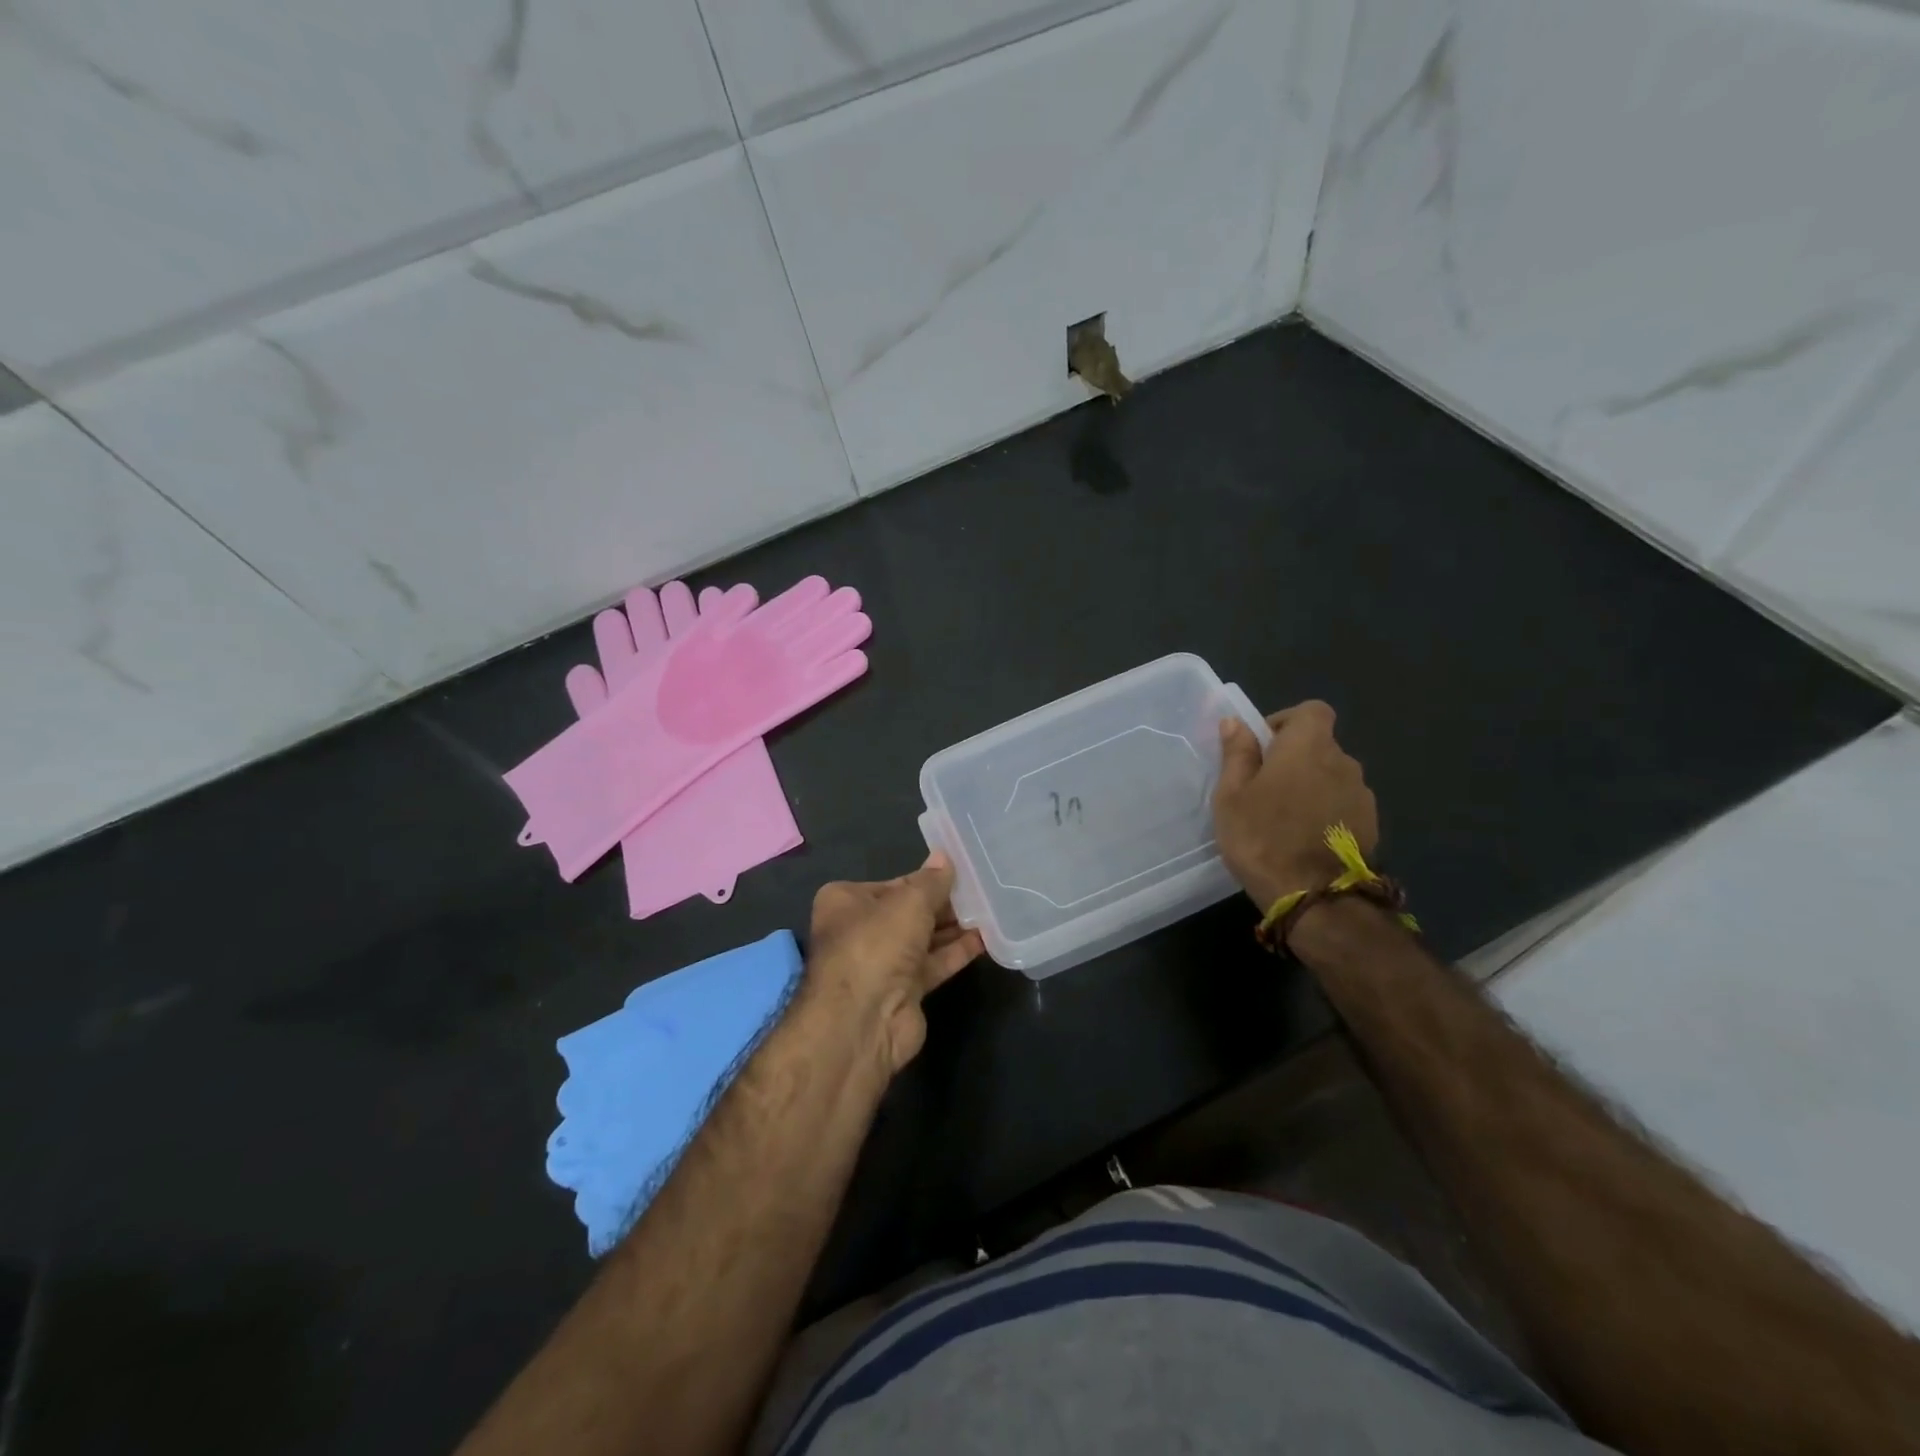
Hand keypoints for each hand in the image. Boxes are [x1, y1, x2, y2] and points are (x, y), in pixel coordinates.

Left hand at [802, 854, 984, 1074]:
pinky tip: (985, 939)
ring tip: (989, 909)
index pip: (894, 883)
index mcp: (846, 901)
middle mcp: (860, 930)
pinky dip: (955, 953)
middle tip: (981, 889)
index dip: (926, 879)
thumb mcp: (909, 902)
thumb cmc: (876, 944)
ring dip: (953, 928)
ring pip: (922, 939)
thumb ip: (932, 881)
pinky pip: (933, 964)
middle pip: (908, 911)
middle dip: (942, 904)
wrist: (863, 1021)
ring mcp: (881, 963)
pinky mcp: (902, 991)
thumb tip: (944, 858)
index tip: (959, 871)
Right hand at [1213, 700, 1378, 910]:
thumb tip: (1236, 723)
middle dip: (1294, 759)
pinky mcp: (1372, 825)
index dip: (1287, 721)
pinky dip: (1326, 812)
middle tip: (1264, 789)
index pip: (1311, 710)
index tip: (1263, 747)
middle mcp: (1343, 762)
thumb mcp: (1231, 795)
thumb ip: (1237, 754)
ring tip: (1284, 819)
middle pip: (1320, 746)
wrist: (1315, 898)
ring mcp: (1362, 795)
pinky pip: (1343, 804)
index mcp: (1308, 746)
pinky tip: (1305, 839)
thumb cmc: (1262, 838)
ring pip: (1332, 777)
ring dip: (1311, 787)